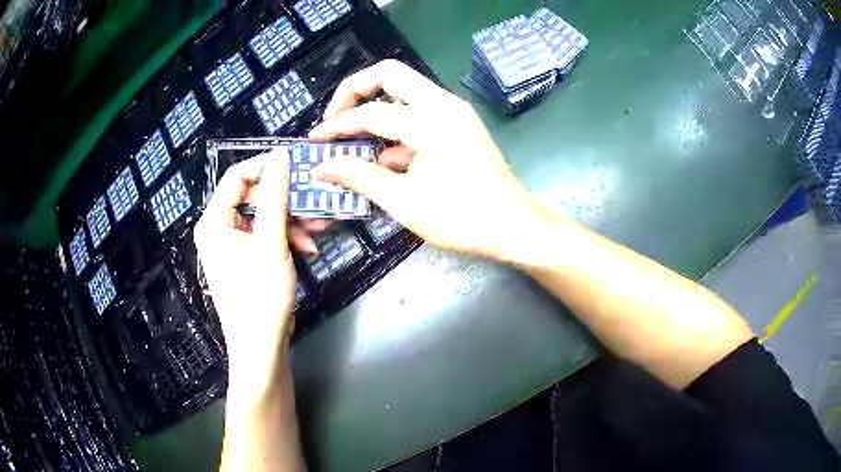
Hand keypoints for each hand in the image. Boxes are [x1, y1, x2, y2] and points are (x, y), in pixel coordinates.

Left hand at [194, 150, 295, 396]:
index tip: (298, 165)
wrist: (262, 347)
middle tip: (315, 201)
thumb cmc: (261, 297)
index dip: (266, 167)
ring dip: (291, 221)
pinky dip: (286, 238)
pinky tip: (308, 247)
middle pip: (253, 197)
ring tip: (318, 230)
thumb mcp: (272, 243)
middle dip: (286, 201)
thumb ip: (276, 196)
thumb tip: (281, 156)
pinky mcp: (245, 258)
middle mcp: (219, 229)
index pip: (237, 176)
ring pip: (264, 217)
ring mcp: (232, 245)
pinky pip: (265, 235)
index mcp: (214, 221)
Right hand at [310, 60, 547, 259]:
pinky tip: (384, 159)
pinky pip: (419, 114)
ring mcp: (454, 112)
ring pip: (404, 92)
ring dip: (376, 110)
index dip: (337, 125)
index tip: (315, 141)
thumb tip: (321, 167)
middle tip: (335, 119)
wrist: (515, 227)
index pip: (370, 112)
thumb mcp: (404, 201)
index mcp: (430, 120)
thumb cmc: (462, 219)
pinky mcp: (459, 125)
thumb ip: (359, 177)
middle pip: (389, 75)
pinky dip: (396, 129)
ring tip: (353, 143)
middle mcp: (443, 104)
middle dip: (355, 92)